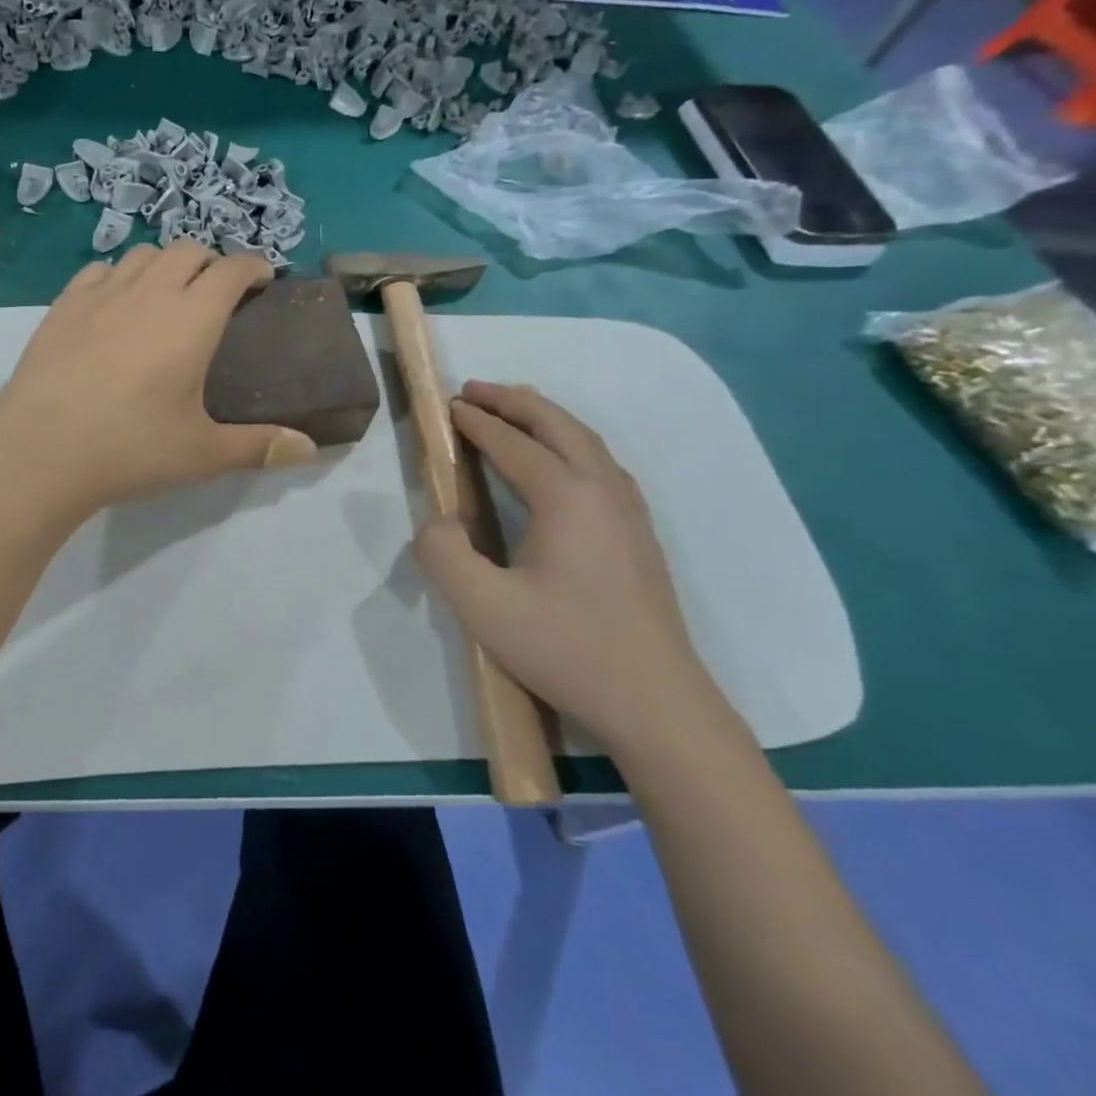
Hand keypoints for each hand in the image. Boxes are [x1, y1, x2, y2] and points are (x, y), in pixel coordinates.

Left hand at [0, 243, 316, 520]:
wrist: (40, 450)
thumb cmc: (130, 448)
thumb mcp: (202, 453)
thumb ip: (259, 447)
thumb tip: (309, 450)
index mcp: (192, 318)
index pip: (231, 269)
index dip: (253, 265)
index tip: (263, 278)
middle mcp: (149, 292)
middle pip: (187, 250)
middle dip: (211, 261)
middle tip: (217, 293)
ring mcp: (101, 294)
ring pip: (142, 254)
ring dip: (165, 264)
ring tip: (167, 294)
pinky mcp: (63, 305)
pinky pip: (98, 270)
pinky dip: (118, 276)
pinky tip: (116, 303)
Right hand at [413, 381, 721, 754]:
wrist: (658, 705)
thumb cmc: (567, 649)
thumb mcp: (483, 606)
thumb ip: (442, 553)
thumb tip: (437, 519)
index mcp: (567, 497)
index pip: (513, 444)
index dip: (477, 423)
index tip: (448, 405)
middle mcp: (603, 490)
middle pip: (557, 425)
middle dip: (514, 401)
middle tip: (475, 390)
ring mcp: (629, 511)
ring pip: (586, 441)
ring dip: (545, 418)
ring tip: (514, 411)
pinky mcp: (640, 535)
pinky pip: (601, 464)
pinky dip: (571, 442)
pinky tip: (562, 463)